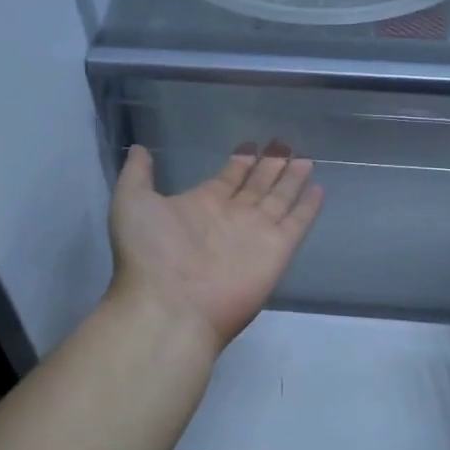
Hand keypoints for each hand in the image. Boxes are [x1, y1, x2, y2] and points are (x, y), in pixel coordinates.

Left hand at [107, 142, 323, 351]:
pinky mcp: (277, 250)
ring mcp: (256, 234)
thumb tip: (141, 149)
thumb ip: (138, 174)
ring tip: (306, 158)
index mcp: (201, 204)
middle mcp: (231, 217)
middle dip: (270, 165)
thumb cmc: (149, 253)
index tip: (252, 144)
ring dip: (292, 179)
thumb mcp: (131, 202)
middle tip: (285, 144)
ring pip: (280, 199)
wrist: (170, 305)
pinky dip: (309, 207)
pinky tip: (318, 188)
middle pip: (257, 185)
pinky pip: (297, 223)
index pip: (228, 177)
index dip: (241, 161)